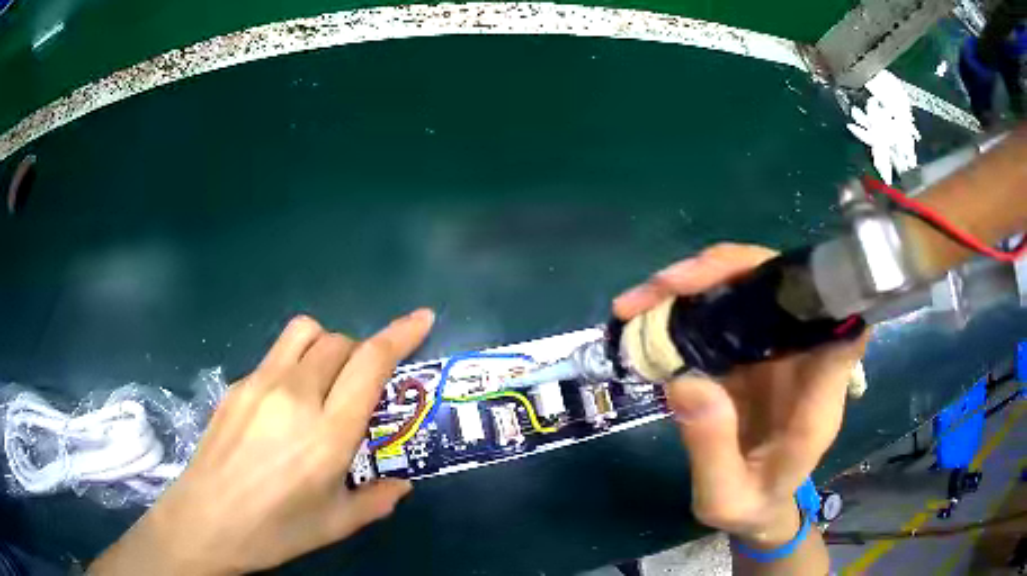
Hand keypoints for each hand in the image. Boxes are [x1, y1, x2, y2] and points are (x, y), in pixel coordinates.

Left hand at [90, 310, 434, 575]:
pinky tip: (284, 406)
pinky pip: (276, 355)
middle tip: (361, 386)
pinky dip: (295, 364)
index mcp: (327, 434)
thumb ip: (376, 500)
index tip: (422, 317)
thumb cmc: (276, 530)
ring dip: (326, 344)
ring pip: (304, 332)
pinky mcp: (236, 385)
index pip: (370, 363)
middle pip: (339, 341)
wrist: (206, 521)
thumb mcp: (336, 524)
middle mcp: (295, 396)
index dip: (400, 333)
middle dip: (361, 351)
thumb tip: (401, 485)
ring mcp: (260, 384)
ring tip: (325, 380)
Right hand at [614, 244, 866, 545]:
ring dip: (697, 281)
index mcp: (817, 399)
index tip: (775, 282)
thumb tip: (684, 382)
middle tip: (662, 288)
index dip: (823, 292)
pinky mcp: (752, 345)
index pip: (844, 327)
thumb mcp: (726, 499)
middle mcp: (805, 358)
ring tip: (639, 301)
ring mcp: (778, 346)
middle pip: (786, 288)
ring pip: (751, 285)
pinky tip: (650, 311)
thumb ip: (712, 452)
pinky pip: (726, 305)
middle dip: (725, 272)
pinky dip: (688, 300)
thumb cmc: (752, 504)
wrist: (757, 501)